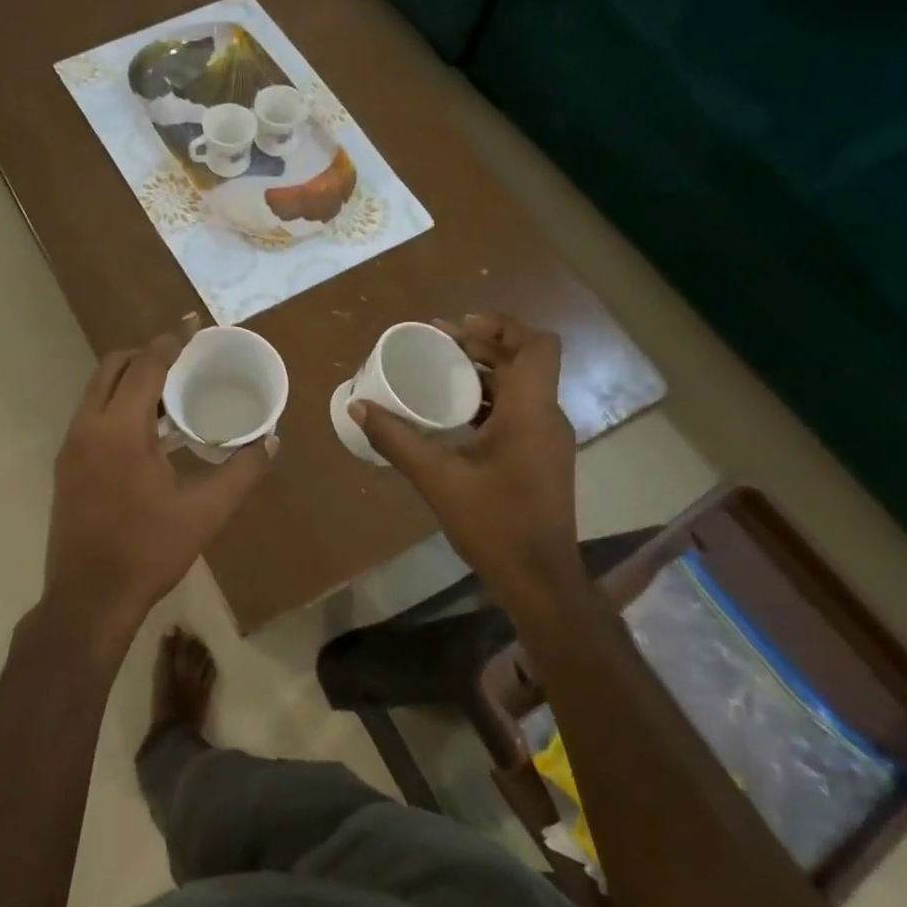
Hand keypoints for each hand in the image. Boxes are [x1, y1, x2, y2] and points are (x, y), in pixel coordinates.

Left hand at [40, 330, 273, 662]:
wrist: (88, 599)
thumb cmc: (148, 552)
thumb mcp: (204, 513)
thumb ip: (241, 472)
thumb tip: (271, 440)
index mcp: (119, 430)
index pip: (145, 367)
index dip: (170, 342)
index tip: (192, 325)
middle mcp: (87, 427)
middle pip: (112, 367)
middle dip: (146, 354)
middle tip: (183, 359)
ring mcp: (70, 447)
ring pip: (97, 391)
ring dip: (129, 380)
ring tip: (169, 391)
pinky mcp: (65, 467)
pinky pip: (91, 415)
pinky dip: (116, 405)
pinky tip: (146, 431)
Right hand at [352, 313, 578, 591]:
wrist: (539, 580)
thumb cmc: (494, 525)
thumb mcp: (437, 479)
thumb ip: (397, 440)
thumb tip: (359, 405)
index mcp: (530, 412)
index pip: (538, 346)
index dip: (502, 326)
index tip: (458, 327)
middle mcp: (546, 417)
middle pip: (525, 361)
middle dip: (483, 344)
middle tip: (437, 342)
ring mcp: (547, 439)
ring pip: (521, 386)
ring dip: (485, 372)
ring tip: (440, 370)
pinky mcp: (541, 457)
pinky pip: (518, 410)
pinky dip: (489, 399)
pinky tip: (454, 414)